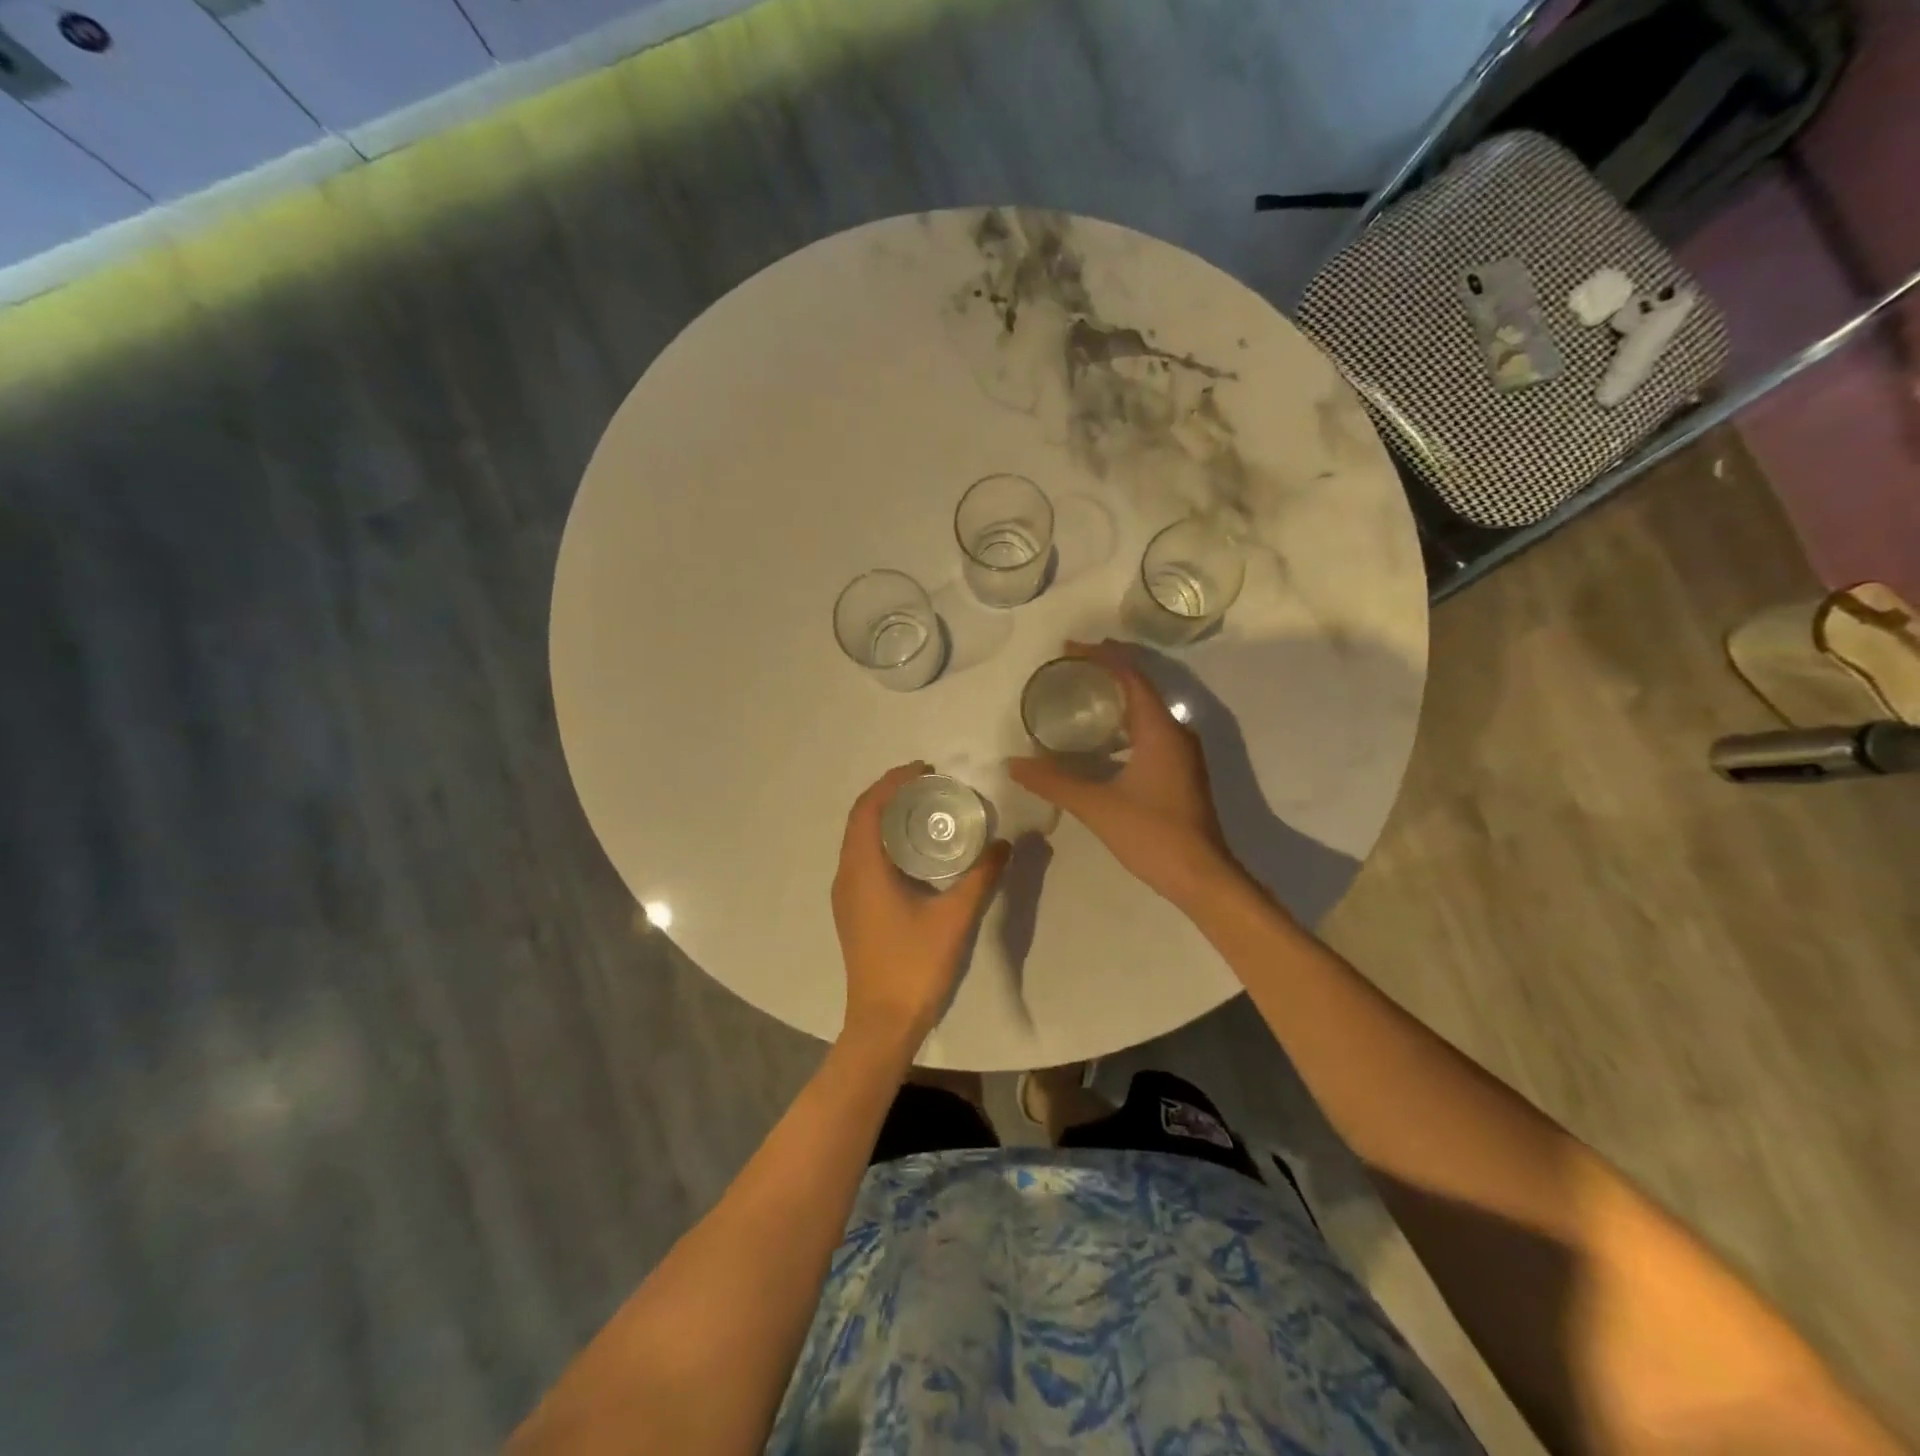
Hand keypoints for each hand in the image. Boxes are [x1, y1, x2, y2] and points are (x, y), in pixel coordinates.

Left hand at [832, 762, 1010, 1043]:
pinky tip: (914, 850)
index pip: (869, 808)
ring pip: (859, 839)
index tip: (925, 769)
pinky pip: (862, 858)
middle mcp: (846, 875)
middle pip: (861, 818)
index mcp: (863, 869)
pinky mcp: (853, 909)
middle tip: (929, 783)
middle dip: (890, 793)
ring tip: (924, 808)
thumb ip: (981, 876)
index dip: (893, 781)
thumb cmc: (914, 966)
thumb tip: (1004, 843)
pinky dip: (883, 840)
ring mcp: (846, 894)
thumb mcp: (955, 917)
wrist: (882, 1022)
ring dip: (885, 816)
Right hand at [1008, 640, 1240, 905]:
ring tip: (1083, 694)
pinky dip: (1126, 723)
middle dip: (1109, 670)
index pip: (1131, 678)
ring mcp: (1183, 754)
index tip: (1069, 649)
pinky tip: (1103, 739)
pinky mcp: (1181, 772)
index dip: (1102, 657)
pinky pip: (1151, 731)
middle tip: (1071, 665)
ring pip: (1148, 711)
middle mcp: (1176, 733)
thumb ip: (1054, 782)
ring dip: (1118, 697)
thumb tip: (1013, 764)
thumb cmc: (1152, 835)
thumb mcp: (1097, 806)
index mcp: (1160, 731)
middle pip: (1142, 687)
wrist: (1201, 877)